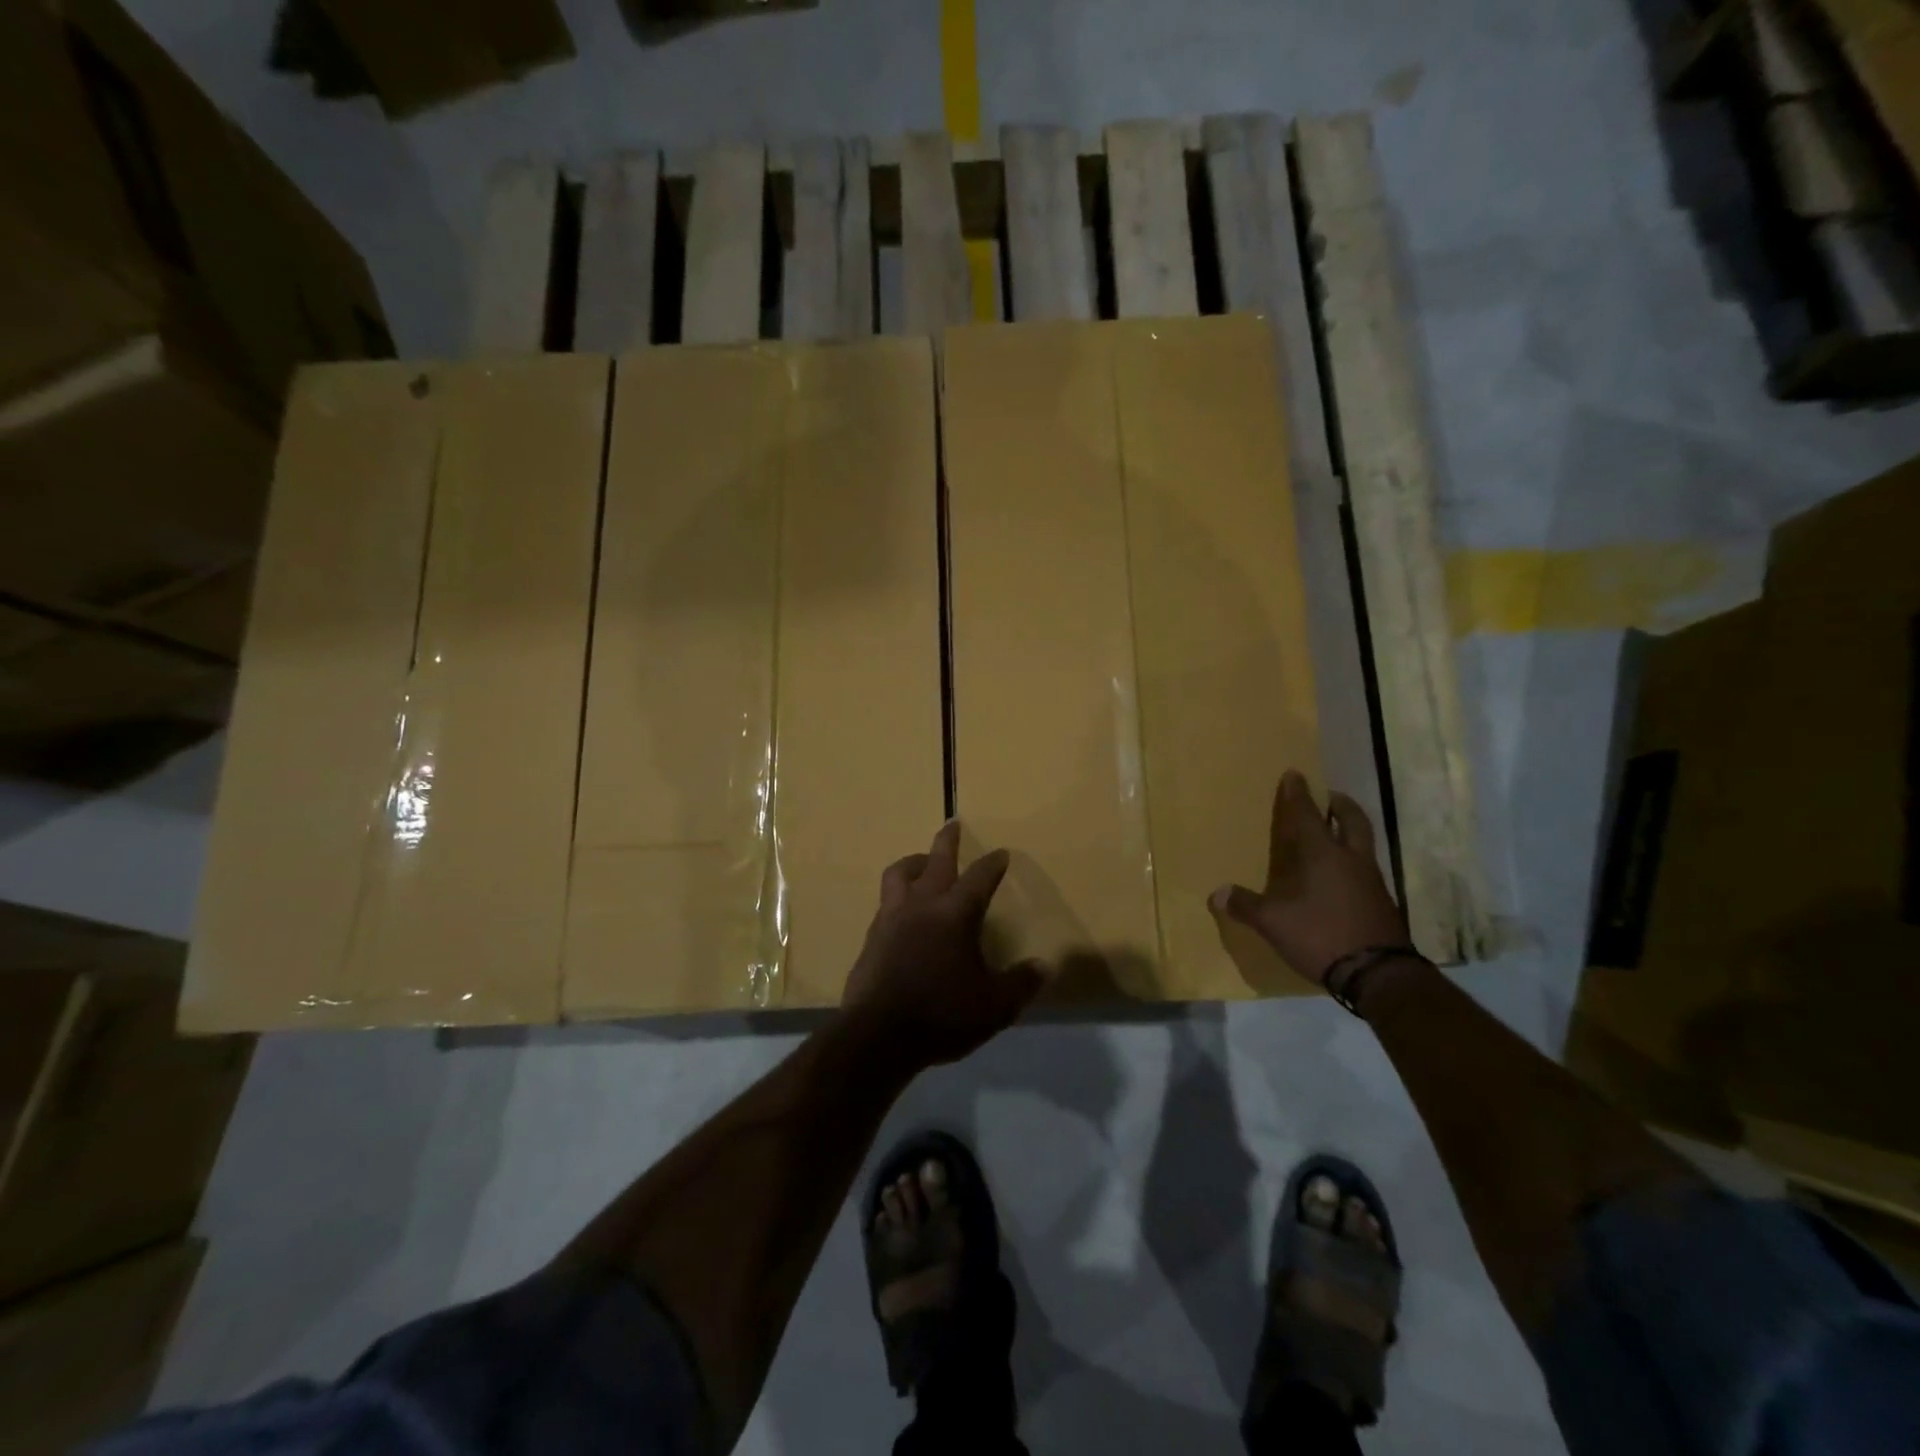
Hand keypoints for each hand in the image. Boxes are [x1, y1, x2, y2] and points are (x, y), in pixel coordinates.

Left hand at [842, 821, 1043, 1068]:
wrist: (878, 1036)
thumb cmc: (941, 1015)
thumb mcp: (993, 1007)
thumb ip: (1020, 984)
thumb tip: (1044, 966)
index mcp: (955, 914)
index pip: (979, 878)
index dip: (993, 864)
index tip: (1001, 853)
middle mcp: (922, 905)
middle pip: (936, 860)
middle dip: (947, 841)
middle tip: (953, 825)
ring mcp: (891, 918)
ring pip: (900, 873)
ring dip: (915, 862)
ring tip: (922, 863)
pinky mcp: (871, 936)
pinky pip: (885, 902)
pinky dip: (899, 896)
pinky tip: (903, 911)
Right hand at [1211, 771, 1408, 985]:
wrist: (1378, 975)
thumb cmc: (1321, 935)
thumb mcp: (1274, 922)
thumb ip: (1246, 905)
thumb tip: (1217, 894)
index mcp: (1322, 855)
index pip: (1308, 815)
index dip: (1298, 794)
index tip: (1295, 774)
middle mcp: (1350, 860)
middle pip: (1351, 820)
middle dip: (1340, 805)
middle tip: (1330, 797)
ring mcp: (1371, 881)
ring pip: (1362, 844)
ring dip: (1349, 831)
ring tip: (1334, 834)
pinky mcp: (1382, 903)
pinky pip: (1366, 868)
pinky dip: (1352, 861)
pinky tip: (1340, 876)